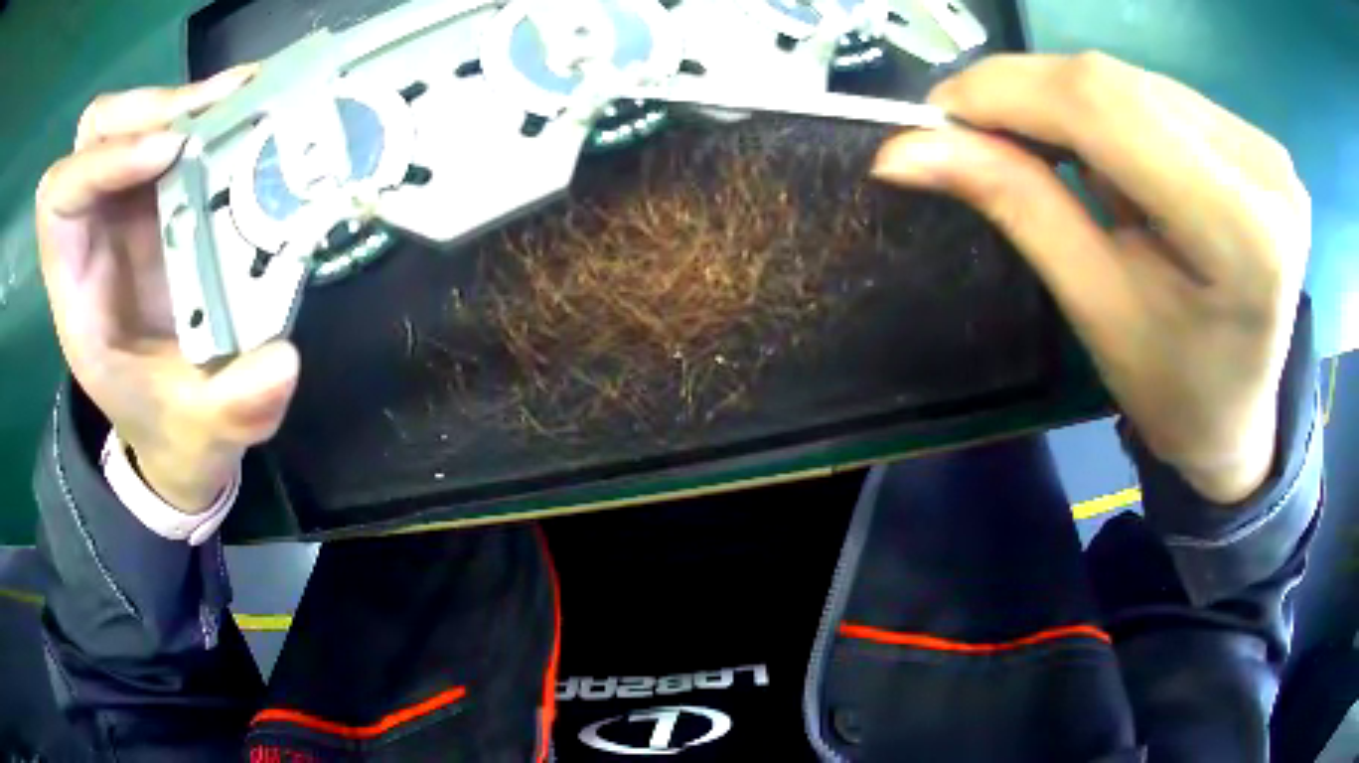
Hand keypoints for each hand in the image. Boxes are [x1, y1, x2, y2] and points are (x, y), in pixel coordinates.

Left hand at [36, 67, 300, 513]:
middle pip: (94, 135)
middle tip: (214, 112)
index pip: (59, 199)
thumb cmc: (171, 425)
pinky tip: (249, 107)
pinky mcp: (160, 194)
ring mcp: (126, 205)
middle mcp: (94, 231)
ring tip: (241, 99)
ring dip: (180, 100)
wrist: (180, 422)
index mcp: (78, 288)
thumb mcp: (201, 432)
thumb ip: (232, 409)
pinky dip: (206, 108)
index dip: (102, 161)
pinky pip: (170, 127)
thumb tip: (280, 364)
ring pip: (129, 117)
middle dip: (147, 111)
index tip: (170, 155)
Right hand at [872, 53, 1310, 503]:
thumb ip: (1017, 205)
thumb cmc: (1174, 390)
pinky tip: (1117, 163)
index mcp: (1241, 232)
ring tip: (1063, 164)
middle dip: (1031, 94)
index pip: (1107, 106)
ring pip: (1134, 80)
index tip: (937, 115)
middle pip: (1119, 83)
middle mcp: (1264, 170)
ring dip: (1074, 108)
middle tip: (977, 133)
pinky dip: (1114, 115)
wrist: (1241, 417)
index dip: (1008, 90)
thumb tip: (904, 148)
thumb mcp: (1096, 308)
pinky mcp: (1257, 141)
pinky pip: (1160, 95)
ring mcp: (1265, 148)